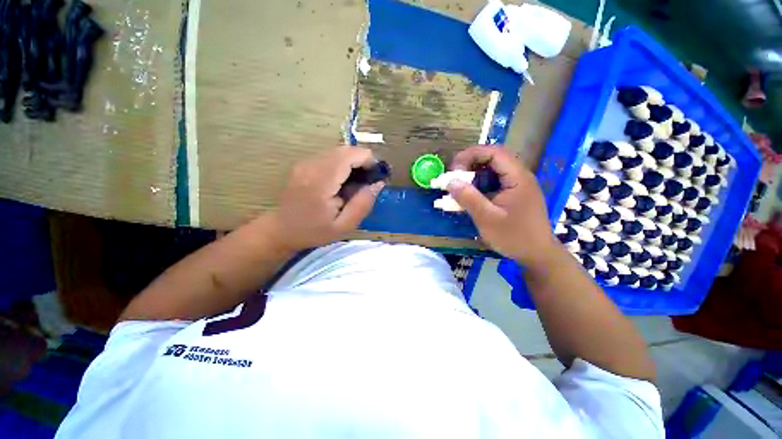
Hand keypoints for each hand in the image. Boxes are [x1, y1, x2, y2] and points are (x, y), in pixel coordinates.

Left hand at [268, 146, 384, 252]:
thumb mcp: (344, 226)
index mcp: (320, 181)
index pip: (349, 155)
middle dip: (362, 161)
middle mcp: (311, 165)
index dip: (368, 160)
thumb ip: (362, 205)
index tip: (377, 175)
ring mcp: (306, 162)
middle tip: (369, 181)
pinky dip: (343, 164)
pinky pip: (330, 156)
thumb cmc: (313, 231)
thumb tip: (378, 184)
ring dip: (353, 162)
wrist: (281, 230)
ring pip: (338, 151)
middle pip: (345, 150)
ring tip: (357, 183)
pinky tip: (343, 182)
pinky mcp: (304, 163)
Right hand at [447, 146, 556, 265]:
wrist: (537, 255)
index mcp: (518, 177)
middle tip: (454, 177)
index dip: (472, 155)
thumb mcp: (487, 218)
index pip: (494, 152)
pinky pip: (494, 183)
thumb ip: (468, 198)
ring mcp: (517, 185)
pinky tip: (470, 196)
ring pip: (493, 171)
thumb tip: (450, 182)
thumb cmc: (514, 237)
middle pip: (493, 159)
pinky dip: (479, 185)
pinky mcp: (513, 195)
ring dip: (474, 175)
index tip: (454, 168)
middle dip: (471, 164)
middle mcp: (519, 176)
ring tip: (459, 187)